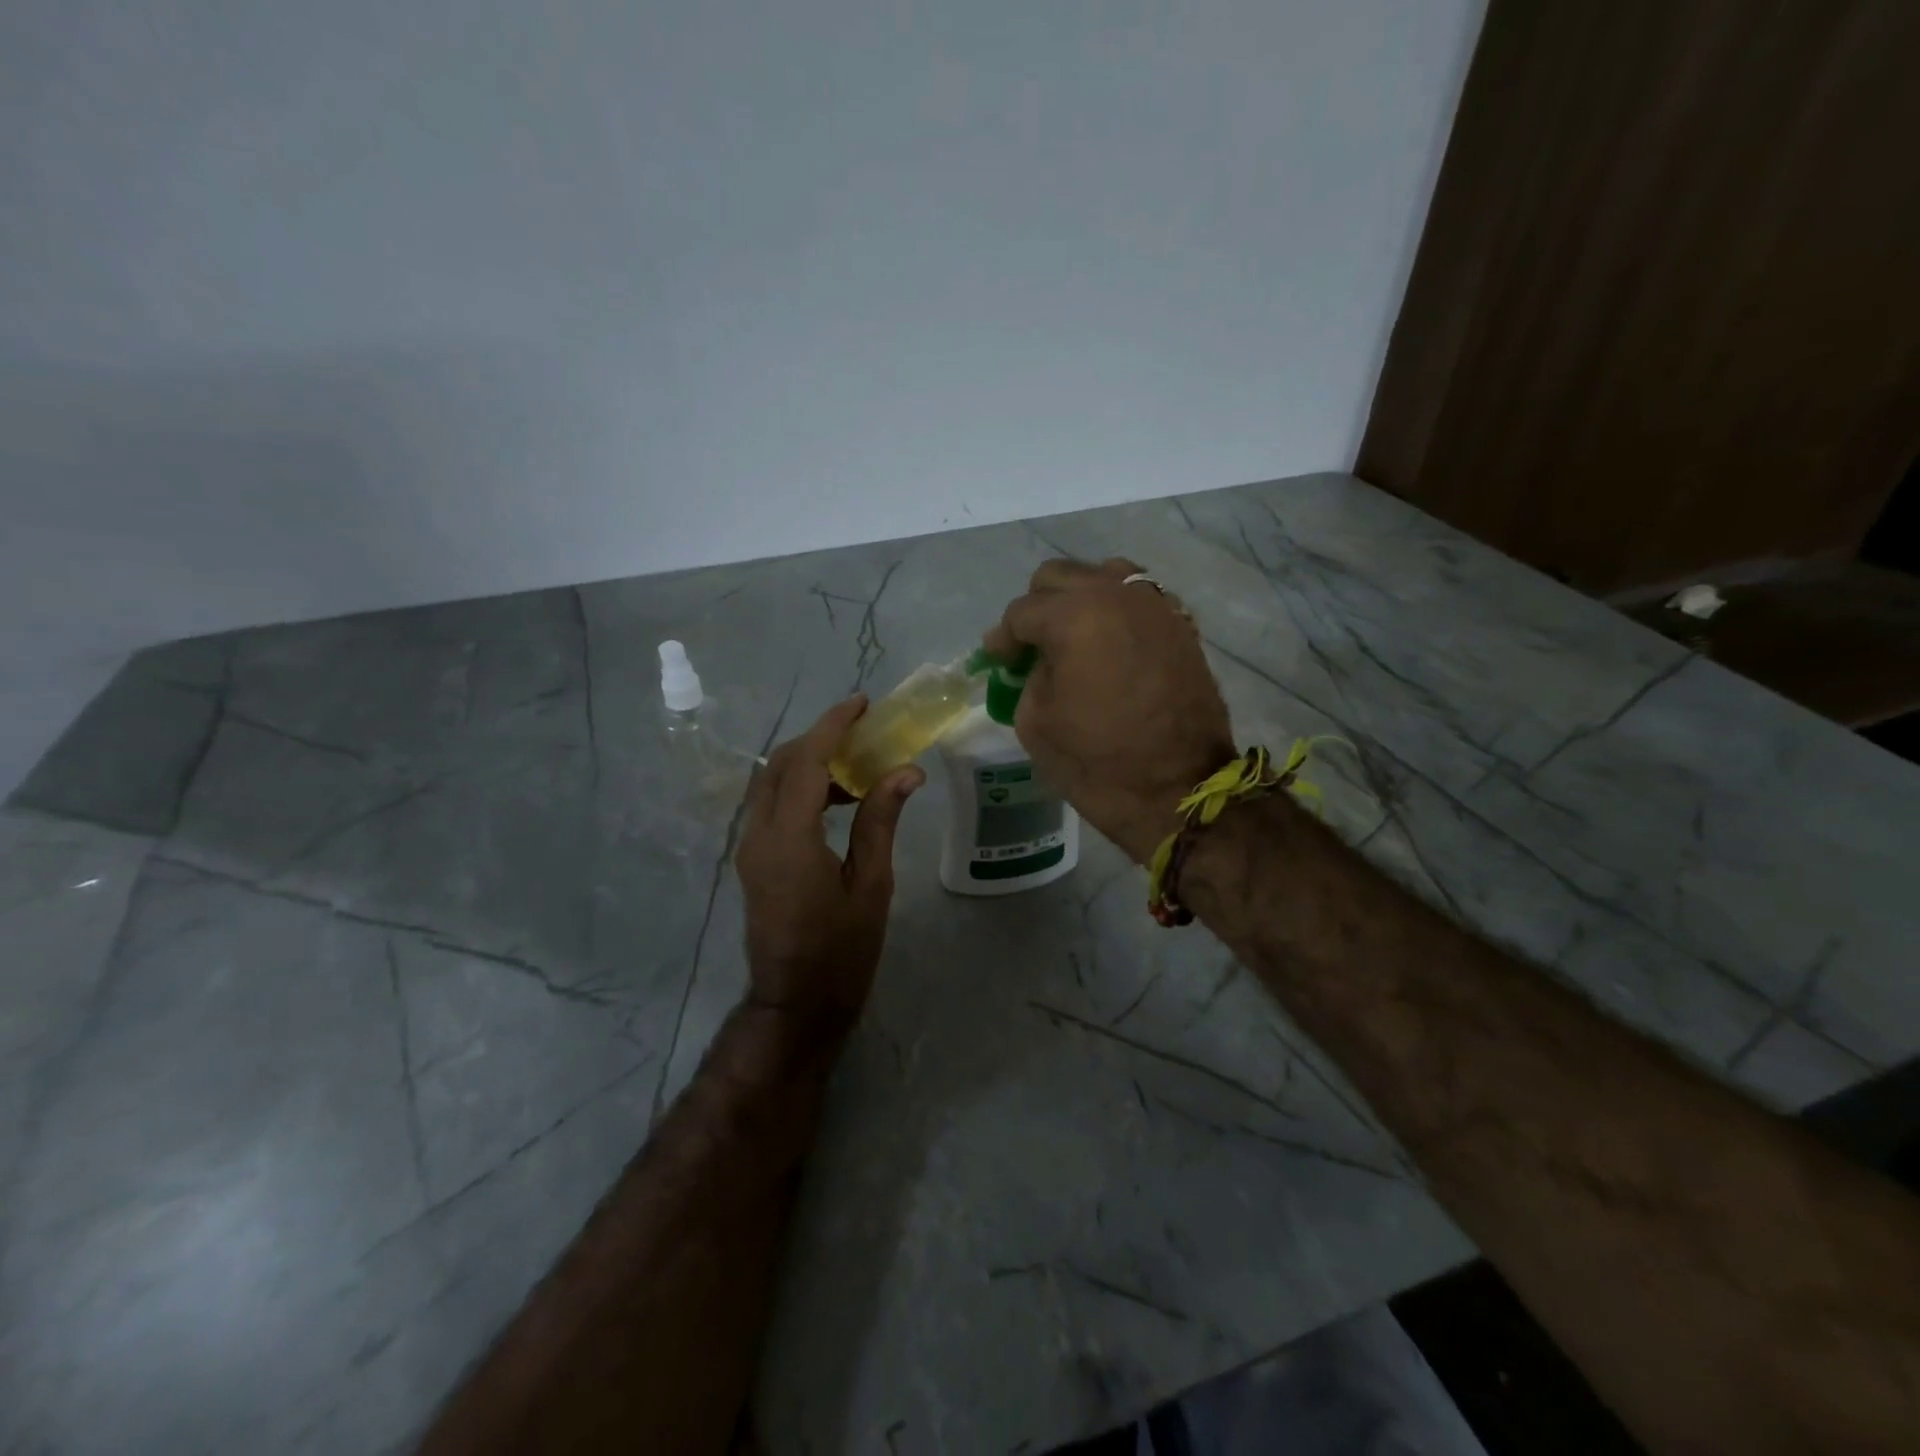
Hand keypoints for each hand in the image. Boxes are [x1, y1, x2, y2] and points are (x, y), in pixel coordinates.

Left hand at [736, 697, 923, 1040]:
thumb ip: (880, 821)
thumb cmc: (841, 952)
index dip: (833, 726)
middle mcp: (758, 835)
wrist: (795, 1004)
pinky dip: (802, 787)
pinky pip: (772, 805)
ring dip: (811, 762)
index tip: (862, 704)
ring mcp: (750, 848)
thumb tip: (906, 771)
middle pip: (782, 764)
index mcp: (789, 839)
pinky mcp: (753, 860)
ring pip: (772, 782)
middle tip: (863, 730)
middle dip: (820, 738)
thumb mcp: (871, 886)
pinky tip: (839, 799)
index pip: (807, 762)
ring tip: (859, 763)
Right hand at [984, 557, 1234, 862]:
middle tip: (1032, 647)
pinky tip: (1109, 644)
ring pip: (1104, 575)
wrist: (1179, 790)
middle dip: (1038, 608)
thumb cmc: (1097, 762)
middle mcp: (1116, 595)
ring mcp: (1155, 606)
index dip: (1003, 638)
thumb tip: (1037, 661)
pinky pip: (1138, 599)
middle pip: (1060, 577)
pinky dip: (1116, 612)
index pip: (1022, 611)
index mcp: (1074, 616)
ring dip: (1080, 599)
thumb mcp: (1035, 722)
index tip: (999, 661)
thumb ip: (1028, 676)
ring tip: (1074, 637)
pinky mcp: (1180, 626)